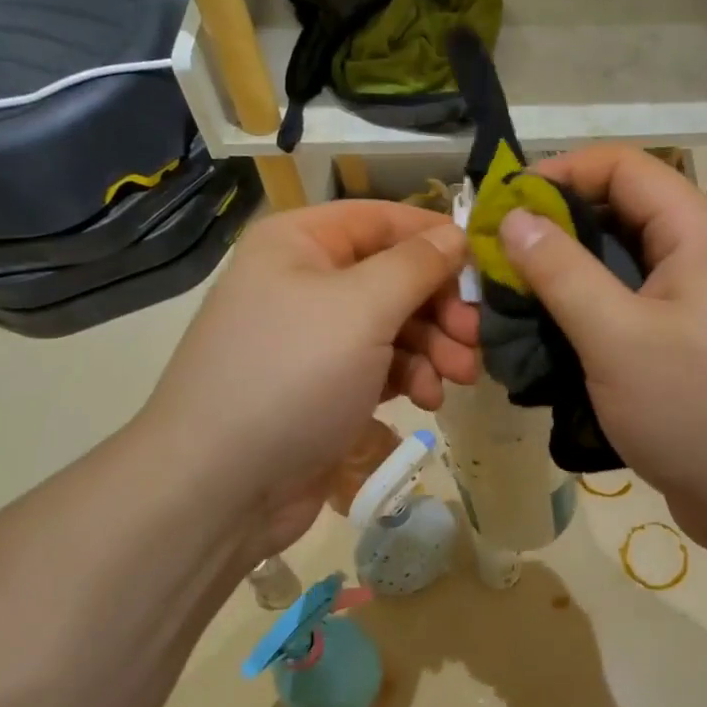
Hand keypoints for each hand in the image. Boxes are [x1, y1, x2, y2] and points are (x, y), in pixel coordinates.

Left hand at [140, 200, 477, 561]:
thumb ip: (417, 265)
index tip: (486, 266)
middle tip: (477, 338)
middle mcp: (305, 282)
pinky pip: (381, 365)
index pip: (383, 219)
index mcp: (300, 243)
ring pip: (395, 324)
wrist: (220, 487)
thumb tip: (457, 234)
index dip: (436, 237)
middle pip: (395, 276)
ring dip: (434, 347)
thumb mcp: (361, 308)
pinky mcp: (326, 386)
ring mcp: (315, 338)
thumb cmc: (292, 377)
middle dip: (441, 306)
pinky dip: (410, 376)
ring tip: (458, 377)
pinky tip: (427, 400)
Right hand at [500, 147, 706, 554]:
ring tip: (508, 304)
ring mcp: (696, 302)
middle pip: (617, 213)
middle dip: (553, 232)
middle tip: (494, 262)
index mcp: (697, 230)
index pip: (620, 166)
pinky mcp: (685, 345)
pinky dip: (585, 317)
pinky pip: (627, 311)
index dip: (557, 174)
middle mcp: (700, 253)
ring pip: (618, 267)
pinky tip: (545, 342)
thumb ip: (561, 272)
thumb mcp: (617, 336)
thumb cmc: (701, 407)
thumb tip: (514, 218)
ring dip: (564, 279)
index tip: (501, 209)